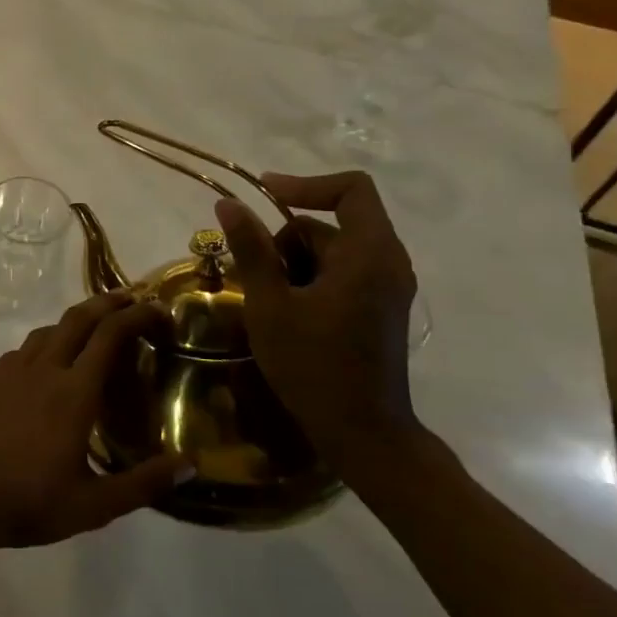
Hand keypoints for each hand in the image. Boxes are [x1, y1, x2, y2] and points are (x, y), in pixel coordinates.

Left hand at [0, 293, 191, 554]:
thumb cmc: (26, 502)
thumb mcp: (93, 505)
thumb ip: (144, 484)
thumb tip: (191, 465)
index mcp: (73, 392)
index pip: (110, 336)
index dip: (137, 316)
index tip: (158, 309)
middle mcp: (42, 369)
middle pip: (78, 319)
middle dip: (108, 303)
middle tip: (132, 300)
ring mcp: (9, 370)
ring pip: (48, 330)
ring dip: (75, 322)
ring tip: (93, 332)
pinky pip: (24, 349)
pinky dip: (47, 342)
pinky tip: (48, 365)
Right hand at [215, 171, 421, 470]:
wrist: (362, 432)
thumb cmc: (312, 365)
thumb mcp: (269, 304)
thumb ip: (251, 249)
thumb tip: (228, 203)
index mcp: (369, 253)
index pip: (351, 189)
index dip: (305, 184)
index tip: (262, 194)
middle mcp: (388, 262)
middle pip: (329, 225)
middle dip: (285, 242)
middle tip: (253, 278)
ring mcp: (387, 287)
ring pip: (330, 252)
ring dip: (293, 265)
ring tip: (268, 304)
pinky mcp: (380, 307)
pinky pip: (340, 274)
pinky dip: (309, 281)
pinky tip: (287, 315)